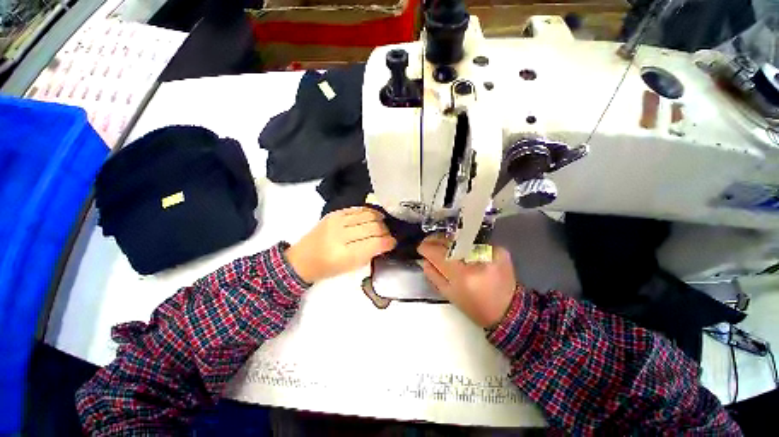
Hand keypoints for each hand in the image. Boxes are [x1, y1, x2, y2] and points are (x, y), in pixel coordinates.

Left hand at [286, 207, 396, 282]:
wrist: (302, 259)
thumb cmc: (327, 268)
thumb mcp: (350, 268)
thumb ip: (369, 254)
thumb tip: (385, 243)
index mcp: (345, 255)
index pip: (375, 243)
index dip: (388, 242)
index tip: (393, 242)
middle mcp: (341, 235)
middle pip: (373, 227)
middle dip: (385, 231)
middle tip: (389, 235)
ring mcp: (337, 221)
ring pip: (367, 215)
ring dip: (379, 220)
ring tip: (383, 225)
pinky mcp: (334, 213)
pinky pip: (358, 209)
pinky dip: (369, 212)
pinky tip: (374, 216)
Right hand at [418, 236, 517, 327]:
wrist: (508, 311)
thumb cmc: (475, 306)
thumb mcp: (449, 295)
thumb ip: (434, 275)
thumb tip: (424, 260)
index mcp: (463, 275)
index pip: (439, 254)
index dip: (426, 248)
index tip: (421, 248)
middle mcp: (477, 260)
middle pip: (450, 242)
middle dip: (436, 240)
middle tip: (429, 242)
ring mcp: (490, 252)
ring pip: (461, 239)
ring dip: (449, 241)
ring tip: (442, 244)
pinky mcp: (499, 250)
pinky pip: (475, 242)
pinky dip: (465, 244)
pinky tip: (462, 249)